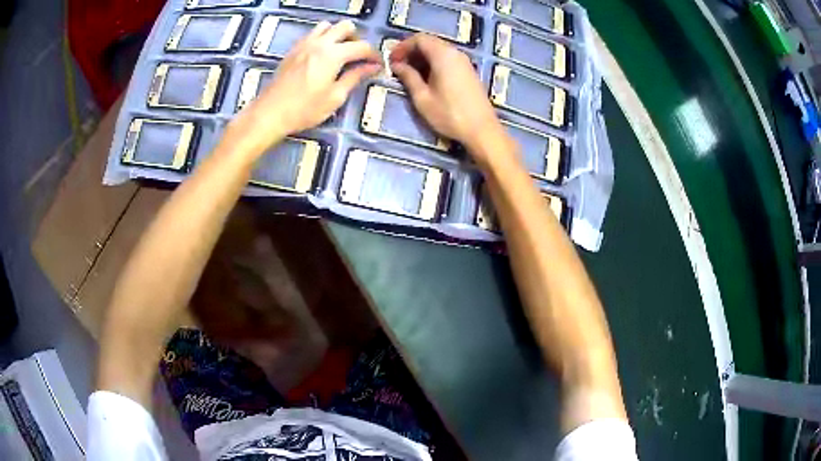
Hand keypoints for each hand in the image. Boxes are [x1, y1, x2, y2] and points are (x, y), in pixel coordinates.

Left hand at [234, 20, 380, 149]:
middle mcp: (319, 43)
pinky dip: (322, 39)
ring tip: (340, 53)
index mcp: (332, 54)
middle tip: (358, 57)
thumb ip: (355, 77)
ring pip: (327, 26)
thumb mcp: (335, 96)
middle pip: (345, 27)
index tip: (379, 66)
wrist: (270, 113)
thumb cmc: (304, 109)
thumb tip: (372, 67)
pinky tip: (322, 56)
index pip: (362, 46)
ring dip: (337, 35)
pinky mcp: (293, 50)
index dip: (374, 55)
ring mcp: (304, 44)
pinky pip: (312, 34)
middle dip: (356, 39)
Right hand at [389, 34, 508, 154]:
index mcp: (443, 55)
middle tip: (397, 66)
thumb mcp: (422, 98)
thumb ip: (408, 77)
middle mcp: (455, 53)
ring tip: (408, 73)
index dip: (402, 46)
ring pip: (438, 50)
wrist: (482, 130)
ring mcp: (464, 62)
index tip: (391, 60)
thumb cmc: (449, 114)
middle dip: (411, 51)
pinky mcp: (468, 71)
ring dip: (421, 57)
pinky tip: (425, 78)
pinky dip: (433, 63)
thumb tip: (396, 65)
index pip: (419, 39)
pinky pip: (447, 59)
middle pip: (429, 42)